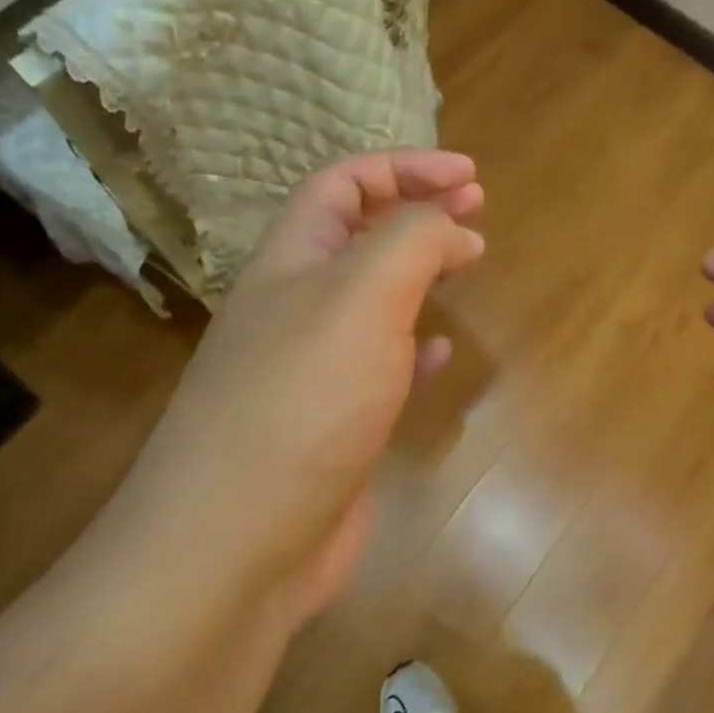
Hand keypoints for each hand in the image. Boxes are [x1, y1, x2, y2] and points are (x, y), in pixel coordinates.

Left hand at [114, 151, 483, 630]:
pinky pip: (379, 366)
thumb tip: (454, 228)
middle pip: (357, 235)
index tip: (470, 177)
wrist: (236, 544)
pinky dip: (412, 346)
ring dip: (418, 272)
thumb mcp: (361, 298)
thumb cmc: (300, 403)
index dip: (404, 167)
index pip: (343, 184)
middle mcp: (295, 307)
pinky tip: (437, 350)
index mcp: (291, 263)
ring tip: (466, 261)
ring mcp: (312, 370)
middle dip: (417, 210)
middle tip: (477, 206)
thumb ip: (412, 242)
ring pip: (371, 299)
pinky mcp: (333, 425)